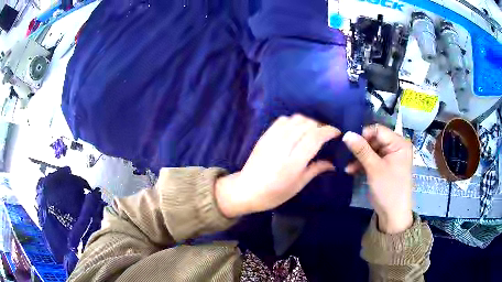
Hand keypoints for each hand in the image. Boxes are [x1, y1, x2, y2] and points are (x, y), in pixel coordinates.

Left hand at [215, 115, 340, 217]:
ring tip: (312, 131)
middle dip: (320, 126)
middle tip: (326, 134)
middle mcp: (283, 146)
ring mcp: (272, 139)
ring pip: (295, 119)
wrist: (246, 190)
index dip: (329, 131)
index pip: (315, 137)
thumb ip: (316, 169)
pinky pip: (282, 120)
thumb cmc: (274, 194)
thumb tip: (333, 163)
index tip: (337, 132)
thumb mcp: (298, 185)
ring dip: (308, 122)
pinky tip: (296, 129)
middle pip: (307, 125)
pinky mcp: (264, 135)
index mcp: (293, 162)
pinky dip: (293, 121)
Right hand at [342, 125, 412, 233]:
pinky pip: (373, 159)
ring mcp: (391, 157)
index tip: (348, 143)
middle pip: (374, 140)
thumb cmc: (388, 189)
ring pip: (372, 150)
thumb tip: (346, 133)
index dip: (363, 135)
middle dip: (360, 148)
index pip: (378, 130)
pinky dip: (363, 164)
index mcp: (399, 143)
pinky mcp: (385, 166)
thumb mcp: (374, 168)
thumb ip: (361, 150)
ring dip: (359, 158)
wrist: (393, 215)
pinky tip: (352, 171)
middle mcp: (396, 147)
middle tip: (346, 156)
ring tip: (347, 168)